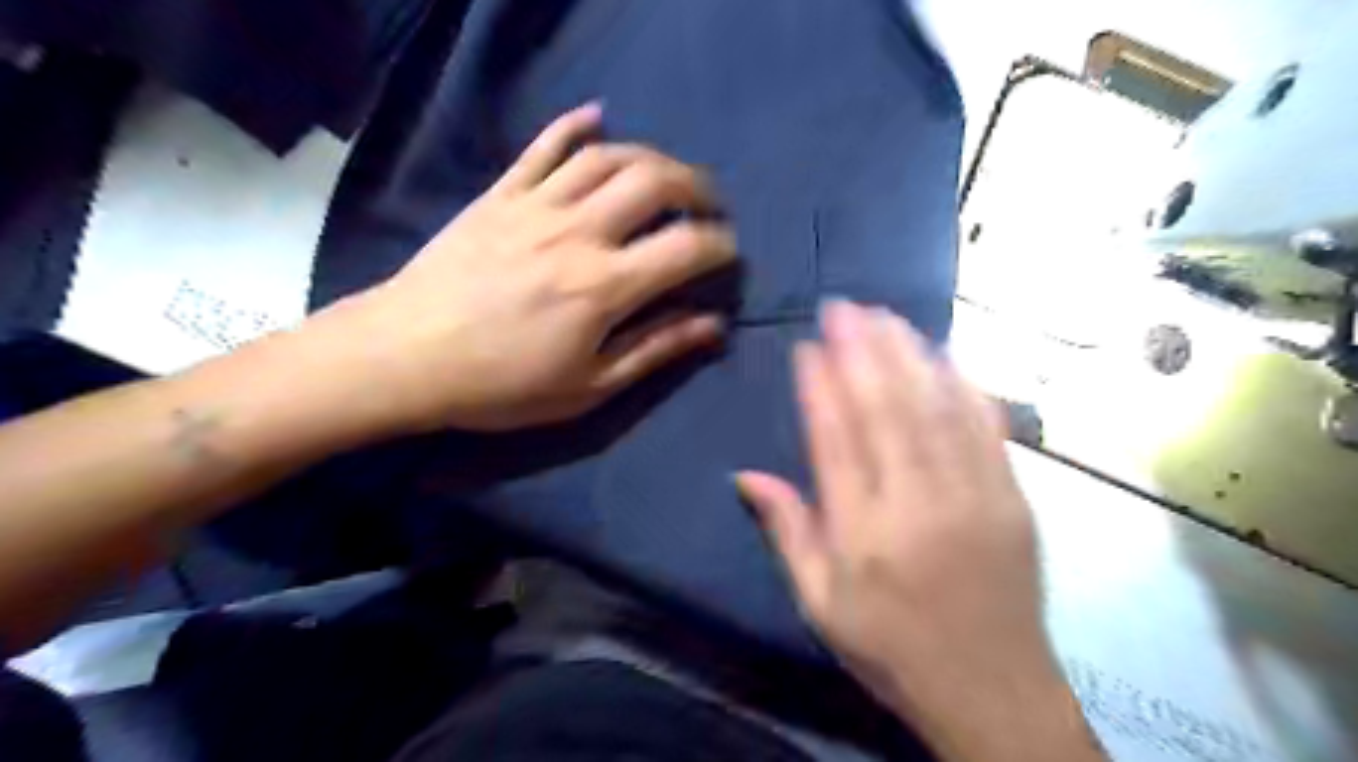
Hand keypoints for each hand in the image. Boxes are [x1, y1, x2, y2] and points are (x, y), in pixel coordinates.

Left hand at [318, 105, 738, 433]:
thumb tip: (713, 326)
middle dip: (697, 188)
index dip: (720, 246)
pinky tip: (598, 117)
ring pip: (607, 156)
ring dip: (650, 157)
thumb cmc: (502, 384)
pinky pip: (542, 146)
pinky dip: (574, 125)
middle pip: (654, 182)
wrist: (406, 357)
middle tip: (709, 206)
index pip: (685, 248)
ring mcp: (535, 205)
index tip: (728, 255)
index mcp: (603, 286)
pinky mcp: (500, 195)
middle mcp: (577, 232)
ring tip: (667, 176)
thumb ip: (655, 349)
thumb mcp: (588, 386)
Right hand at [737, 302, 1095, 761]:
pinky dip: (963, 383)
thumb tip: (746, 475)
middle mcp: (917, 505)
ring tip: (885, 315)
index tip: (807, 346)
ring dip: (908, 354)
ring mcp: (973, 496)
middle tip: (844, 306)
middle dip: (862, 350)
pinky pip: (987, 426)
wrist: (993, 690)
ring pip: (936, 408)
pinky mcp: (1012, 497)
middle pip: (887, 410)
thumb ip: (788, 531)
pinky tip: (945, 352)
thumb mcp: (820, 603)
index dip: (819, 387)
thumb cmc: (891, 646)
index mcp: (864, 534)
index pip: (835, 441)